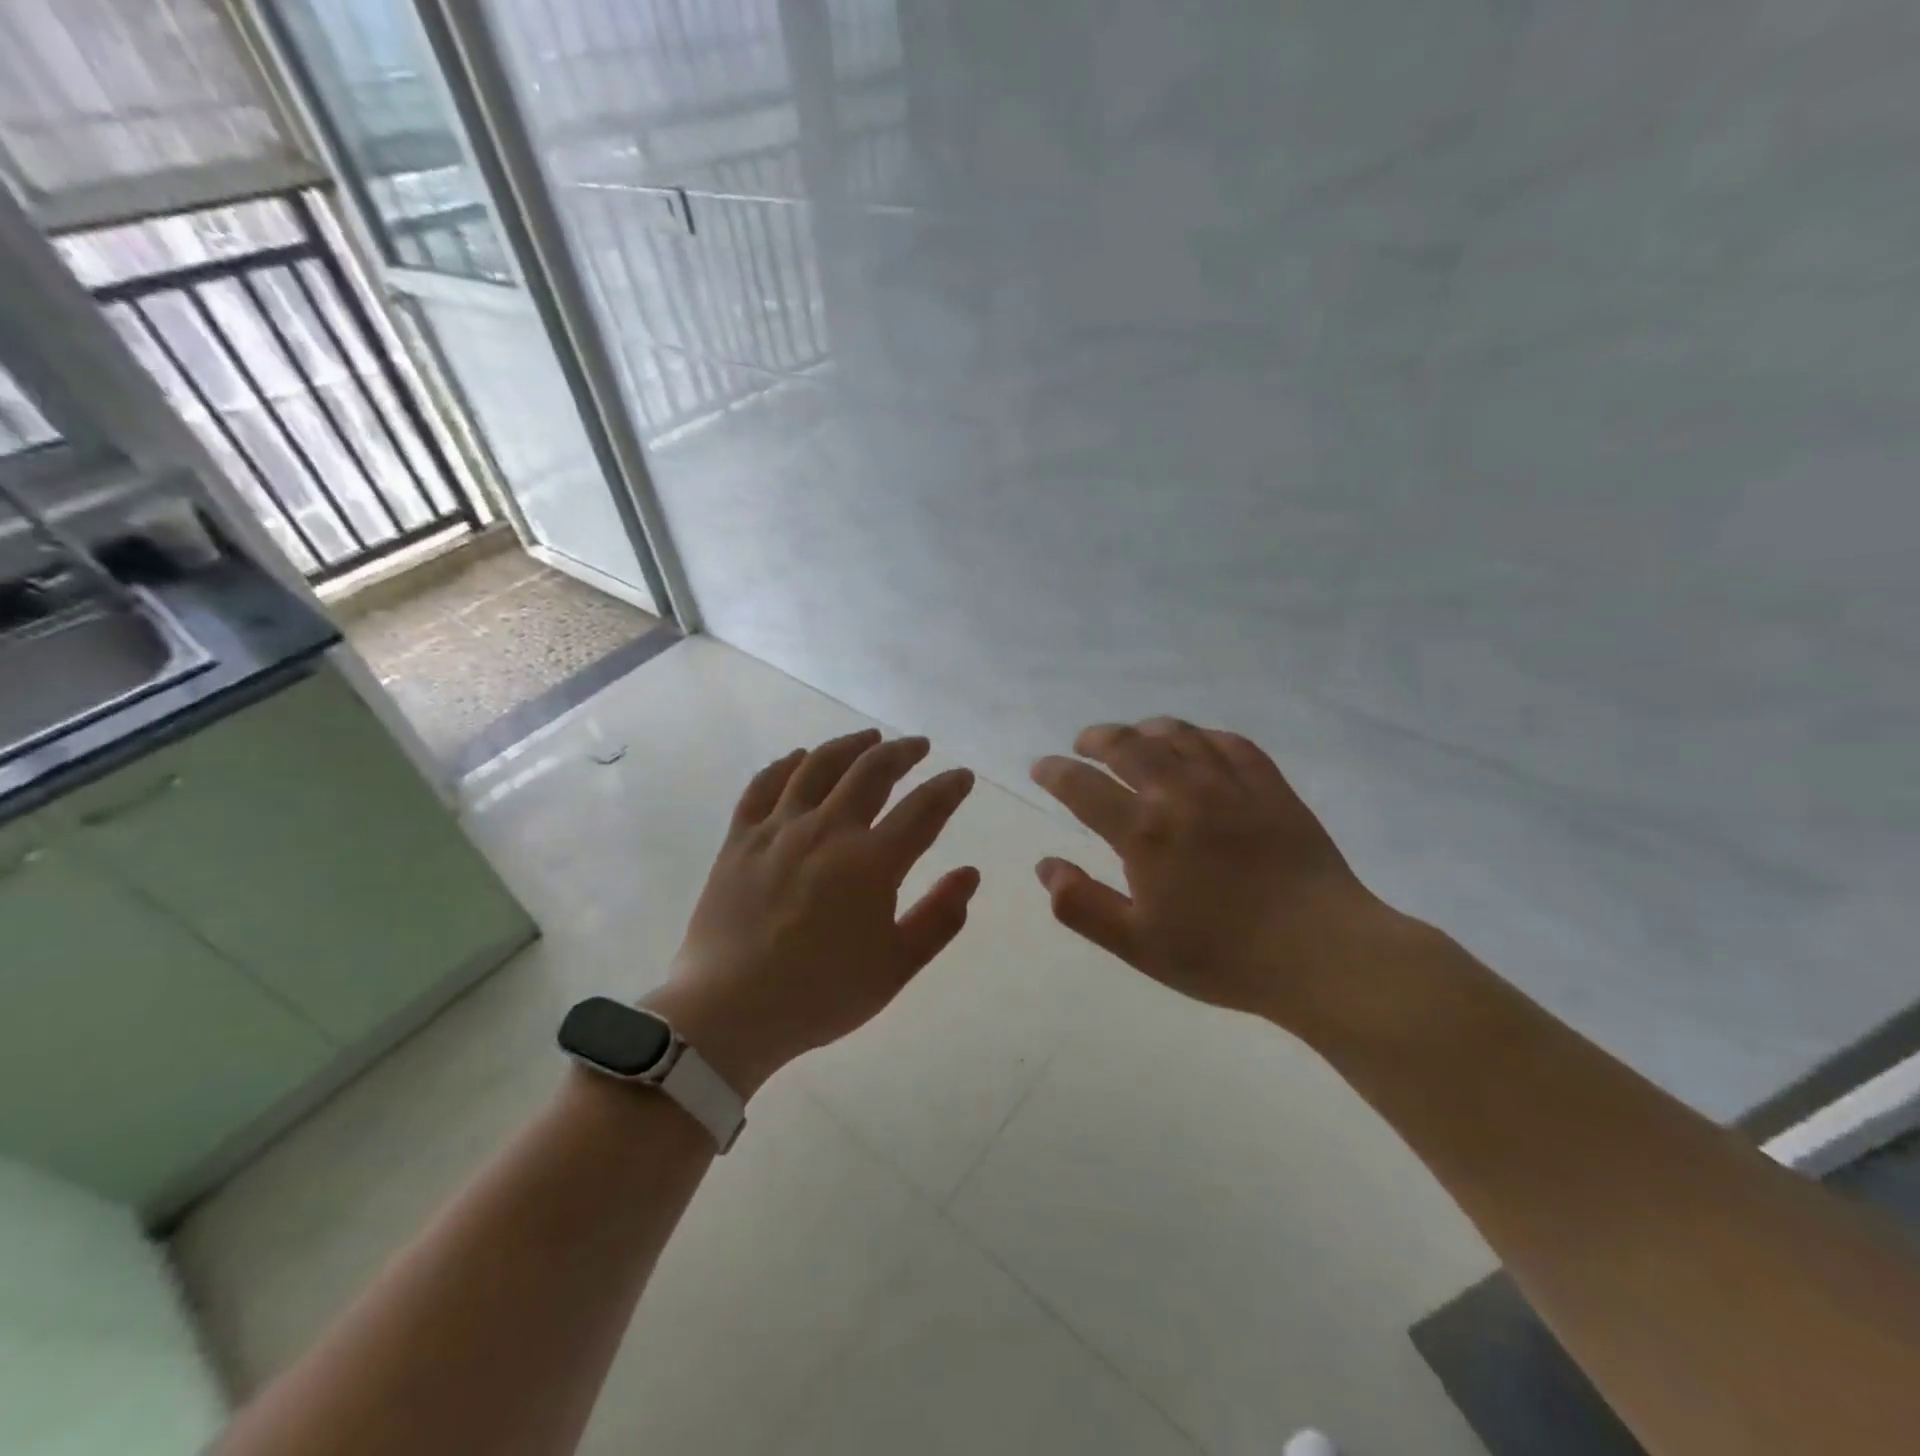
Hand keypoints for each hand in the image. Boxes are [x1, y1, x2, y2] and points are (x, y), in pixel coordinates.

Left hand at [647, 729, 978, 1092]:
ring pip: (818, 766)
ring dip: (849, 745)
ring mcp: (779, 829)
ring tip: (869, 737)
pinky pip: (763, 785)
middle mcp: (827, 830)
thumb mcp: (896, 967)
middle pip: (871, 771)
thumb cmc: (821, 995)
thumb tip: (969, 873)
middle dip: (902, 752)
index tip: (961, 776)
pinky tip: (800, 757)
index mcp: (871, 863)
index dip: (948, 788)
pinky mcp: (740, 839)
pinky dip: (786, 764)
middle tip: (919, 746)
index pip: (923, 809)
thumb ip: (939, 918)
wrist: (730, 1013)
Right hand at [1030, 718, 1422, 1037]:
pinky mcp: (1270, 786)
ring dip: (1145, 729)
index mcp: (1144, 832)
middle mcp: (1180, 793)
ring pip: (1177, 734)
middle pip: (1127, 746)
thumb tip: (1046, 865)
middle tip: (1083, 744)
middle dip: (1096, 739)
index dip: (1055, 772)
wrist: (1321, 953)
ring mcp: (1229, 784)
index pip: (1083, 787)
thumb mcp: (1137, 945)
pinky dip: (1201, 735)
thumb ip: (1082, 904)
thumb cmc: (1222, 956)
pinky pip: (1229, 742)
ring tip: (1133, 736)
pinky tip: (1196, 743)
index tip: (1042, 767)